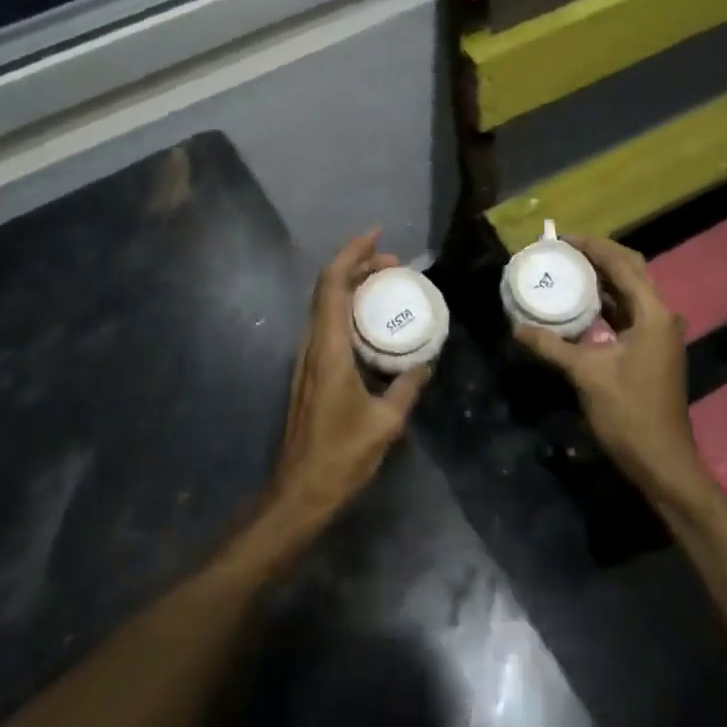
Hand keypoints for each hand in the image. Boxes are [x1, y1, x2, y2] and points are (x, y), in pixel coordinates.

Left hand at [263, 232, 431, 535]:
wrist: (301, 491)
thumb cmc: (342, 455)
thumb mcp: (386, 422)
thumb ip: (407, 387)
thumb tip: (424, 362)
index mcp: (329, 349)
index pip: (333, 285)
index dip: (352, 254)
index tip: (377, 236)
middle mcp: (313, 345)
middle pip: (328, 288)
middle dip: (357, 265)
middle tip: (394, 262)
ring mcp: (308, 358)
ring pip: (326, 305)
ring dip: (352, 285)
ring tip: (386, 282)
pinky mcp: (311, 372)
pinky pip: (329, 324)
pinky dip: (349, 308)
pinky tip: (373, 321)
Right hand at [513, 236, 706, 502]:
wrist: (662, 461)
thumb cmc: (629, 413)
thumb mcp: (586, 375)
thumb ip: (551, 346)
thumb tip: (517, 326)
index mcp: (652, 314)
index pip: (622, 264)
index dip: (592, 246)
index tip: (561, 238)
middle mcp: (660, 316)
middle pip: (630, 271)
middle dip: (598, 256)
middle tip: (563, 250)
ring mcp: (657, 333)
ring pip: (629, 291)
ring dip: (601, 278)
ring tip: (566, 268)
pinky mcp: (650, 348)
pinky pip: (626, 312)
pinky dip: (605, 302)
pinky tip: (579, 303)